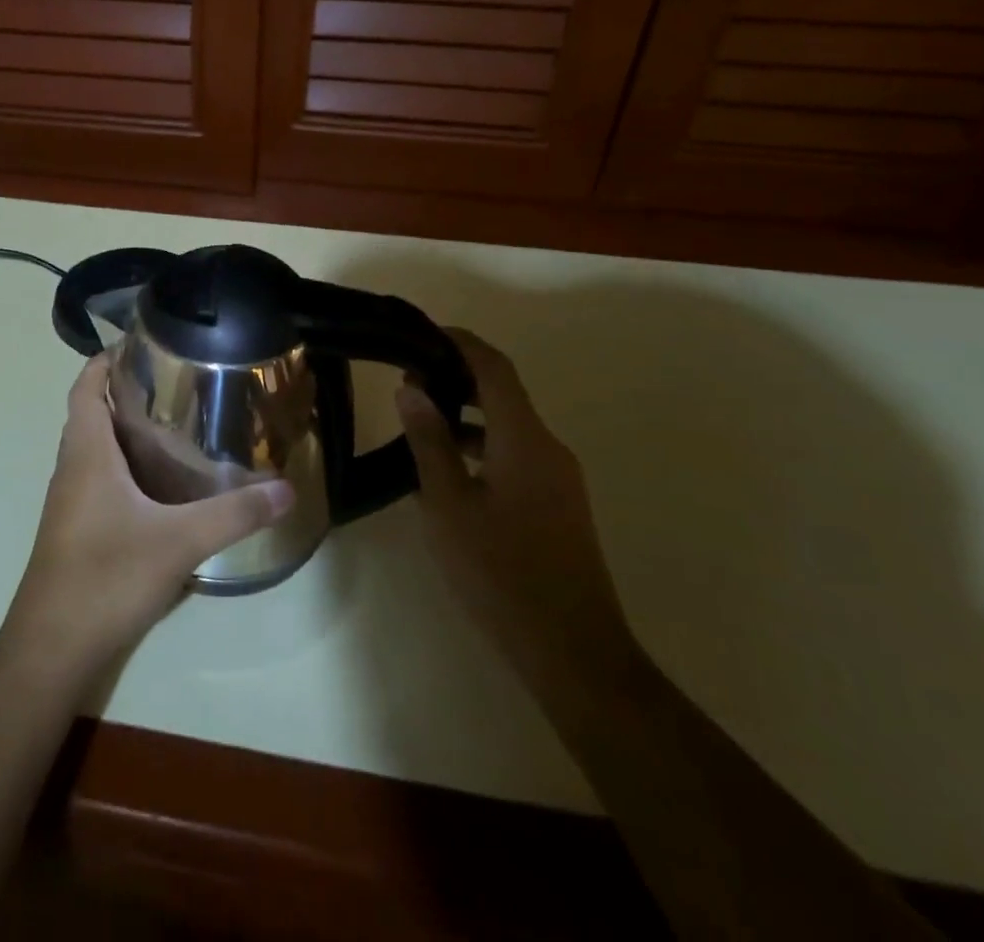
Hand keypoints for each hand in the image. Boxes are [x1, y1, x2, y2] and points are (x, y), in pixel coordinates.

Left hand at [0, 353, 294, 687]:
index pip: (85, 385)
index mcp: (86, 453)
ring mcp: (69, 500)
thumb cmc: (106, 577)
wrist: (52, 649)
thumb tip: (287, 488)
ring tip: (174, 423)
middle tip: (175, 381)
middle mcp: (71, 467)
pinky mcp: (74, 528)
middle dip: (125, 390)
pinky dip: (122, 464)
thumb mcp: (179, 542)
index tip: (144, 344)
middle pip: (90, 411)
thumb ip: (234, 514)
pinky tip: (159, 483)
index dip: (106, 359)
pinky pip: (97, 477)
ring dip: (123, 428)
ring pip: (93, 447)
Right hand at [396, 329, 636, 692]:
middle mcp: (548, 448)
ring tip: (421, 422)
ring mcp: (559, 478)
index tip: (423, 333)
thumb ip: (429, 441)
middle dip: (458, 377)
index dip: (461, 343)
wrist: (572, 651)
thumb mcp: (449, 504)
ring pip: (509, 426)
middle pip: (503, 393)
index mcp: (524, 440)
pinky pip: (517, 454)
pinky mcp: (559, 505)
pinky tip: (450, 470)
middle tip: (410, 380)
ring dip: (467, 415)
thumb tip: (413, 388)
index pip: (494, 368)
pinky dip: (482, 445)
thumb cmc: (500, 572)